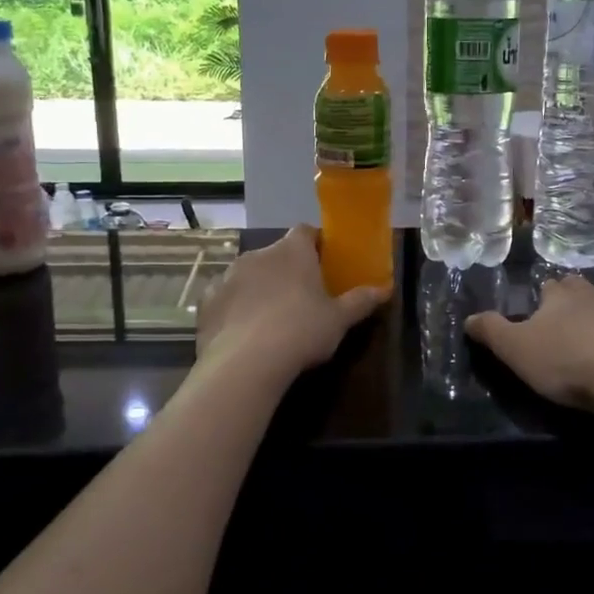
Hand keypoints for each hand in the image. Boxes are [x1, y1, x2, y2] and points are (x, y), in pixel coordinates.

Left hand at [196, 225, 388, 380]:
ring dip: (260, 287)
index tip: (325, 262)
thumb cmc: (301, 331)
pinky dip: (235, 307)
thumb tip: (385, 289)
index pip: (306, 231)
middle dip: (288, 269)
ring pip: (249, 274)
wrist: (246, 362)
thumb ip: (361, 301)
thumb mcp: (339, 319)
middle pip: (277, 253)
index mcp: (292, 251)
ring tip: (272, 317)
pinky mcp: (207, 300)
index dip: (316, 243)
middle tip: (302, 296)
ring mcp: (228, 275)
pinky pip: (226, 297)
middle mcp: (258, 254)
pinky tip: (243, 331)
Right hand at [466, 278, 593, 411]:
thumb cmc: (567, 364)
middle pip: (587, 289)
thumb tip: (467, 317)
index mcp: (562, 299)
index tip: (542, 309)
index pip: (550, 288)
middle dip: (581, 297)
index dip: (545, 298)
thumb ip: (491, 331)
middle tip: (576, 315)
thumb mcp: (515, 351)